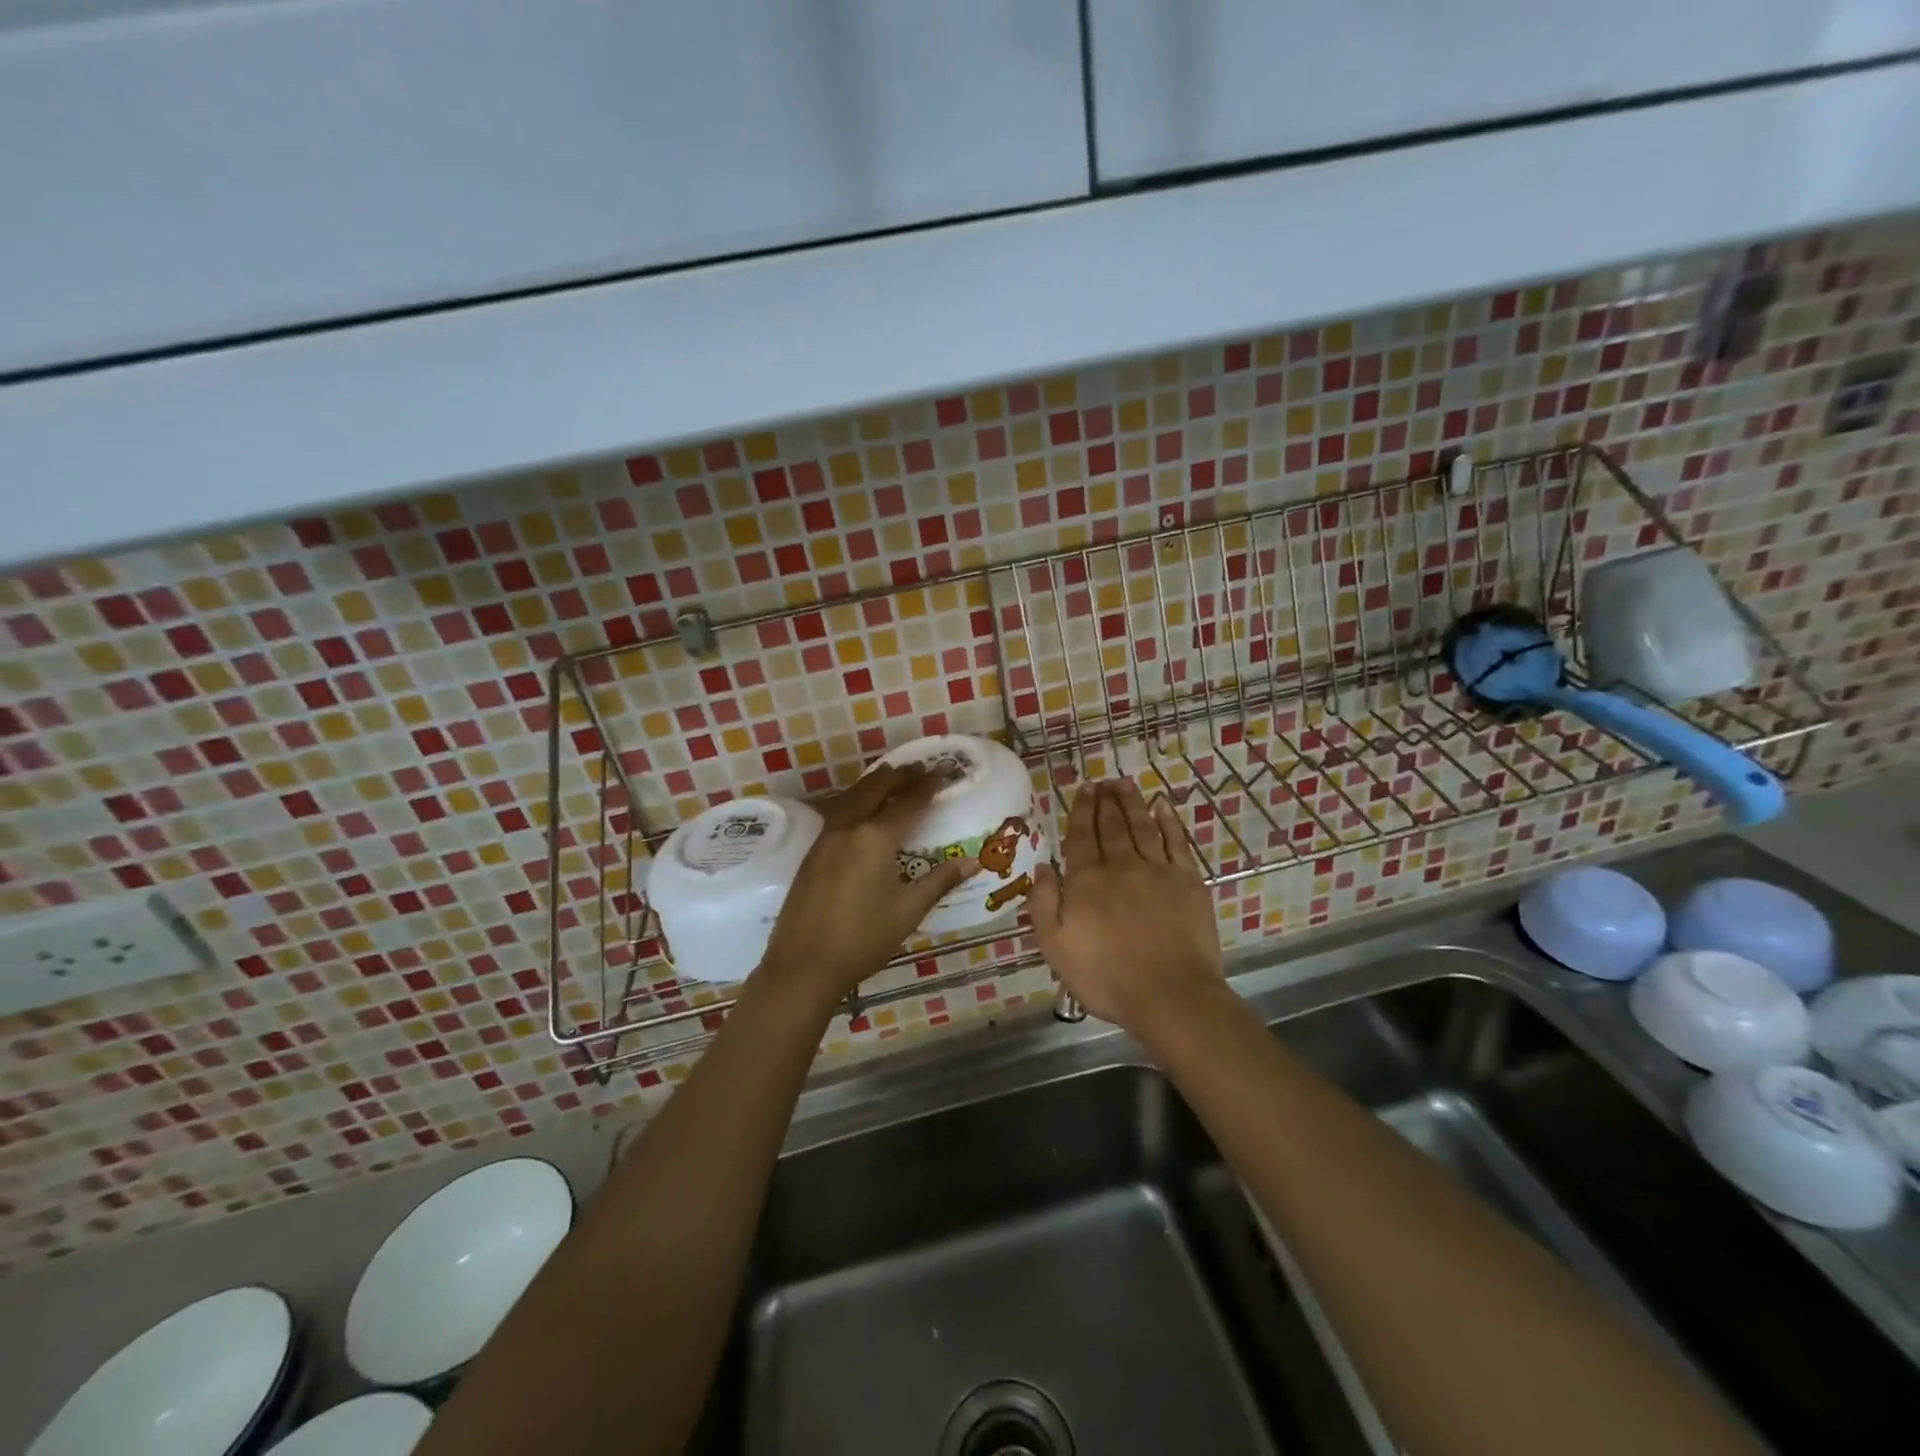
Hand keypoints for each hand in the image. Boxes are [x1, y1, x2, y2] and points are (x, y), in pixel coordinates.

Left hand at [756, 763, 975, 1003]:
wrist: (803, 964)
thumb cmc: (862, 939)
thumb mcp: (908, 911)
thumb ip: (939, 881)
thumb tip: (971, 862)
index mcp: (876, 838)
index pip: (909, 802)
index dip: (928, 785)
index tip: (944, 773)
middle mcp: (849, 827)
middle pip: (876, 787)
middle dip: (900, 775)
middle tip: (919, 769)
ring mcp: (826, 837)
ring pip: (853, 796)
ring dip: (876, 784)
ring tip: (893, 779)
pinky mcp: (812, 851)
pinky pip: (839, 811)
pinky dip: (857, 800)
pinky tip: (863, 810)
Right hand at [1030, 779, 1224, 1030]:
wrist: (1170, 995)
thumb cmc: (1106, 977)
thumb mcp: (1055, 947)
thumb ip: (1043, 904)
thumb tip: (1043, 867)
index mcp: (1086, 880)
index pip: (1082, 835)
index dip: (1082, 810)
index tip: (1084, 789)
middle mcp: (1121, 865)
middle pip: (1112, 824)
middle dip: (1105, 800)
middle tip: (1103, 781)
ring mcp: (1158, 870)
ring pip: (1142, 825)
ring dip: (1132, 802)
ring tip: (1124, 784)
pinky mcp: (1188, 881)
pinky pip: (1176, 841)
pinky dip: (1169, 821)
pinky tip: (1163, 806)